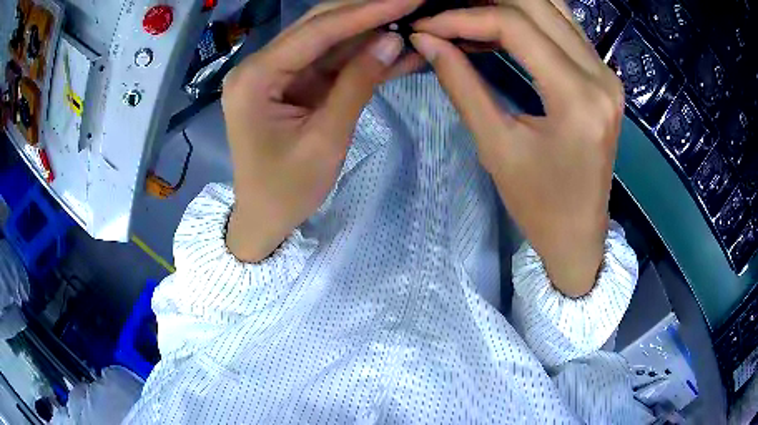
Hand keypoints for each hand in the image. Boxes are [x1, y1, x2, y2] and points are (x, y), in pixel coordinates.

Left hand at [223, 0, 423, 261]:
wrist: (265, 218)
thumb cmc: (287, 190)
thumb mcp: (326, 140)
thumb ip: (357, 84)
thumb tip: (392, 40)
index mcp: (256, 78)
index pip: (317, 31)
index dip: (365, 11)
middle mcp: (261, 66)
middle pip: (319, 26)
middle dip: (367, 13)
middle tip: (411, 3)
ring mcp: (276, 74)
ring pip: (328, 41)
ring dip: (369, 33)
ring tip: (410, 22)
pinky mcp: (291, 84)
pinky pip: (329, 63)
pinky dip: (360, 57)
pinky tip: (394, 49)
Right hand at [412, 0, 624, 296]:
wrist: (579, 233)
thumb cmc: (539, 205)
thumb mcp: (496, 147)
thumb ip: (462, 84)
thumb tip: (427, 40)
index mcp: (578, 99)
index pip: (515, 27)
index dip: (463, 17)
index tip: (426, 27)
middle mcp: (601, 76)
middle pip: (538, 5)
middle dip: (484, 1)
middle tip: (444, 14)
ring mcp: (607, 74)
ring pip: (554, 9)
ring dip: (508, 5)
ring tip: (467, 14)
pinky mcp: (604, 78)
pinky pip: (565, 28)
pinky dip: (529, 18)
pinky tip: (497, 25)